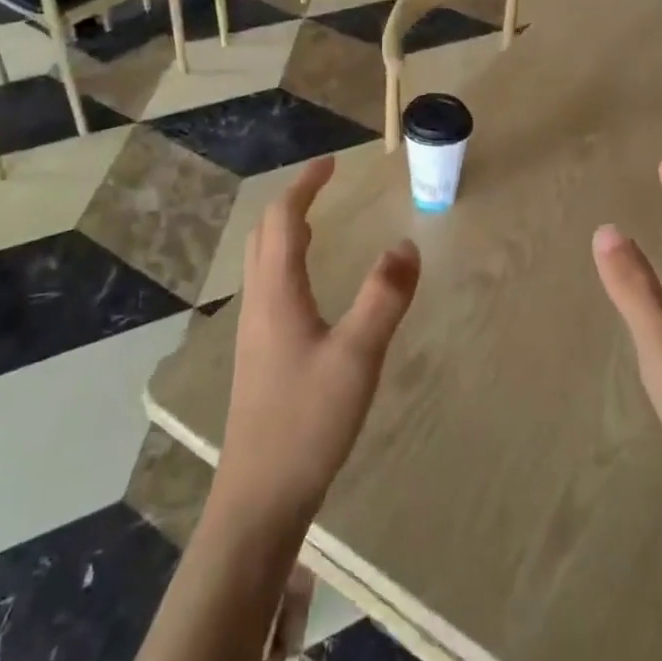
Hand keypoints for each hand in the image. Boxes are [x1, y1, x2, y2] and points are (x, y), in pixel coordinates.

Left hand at [216, 157, 421, 531]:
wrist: (260, 496)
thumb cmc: (307, 422)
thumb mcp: (357, 357)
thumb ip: (384, 298)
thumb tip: (407, 244)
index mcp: (277, 293)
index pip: (284, 220)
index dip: (304, 185)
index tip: (331, 163)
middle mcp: (258, 303)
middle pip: (264, 234)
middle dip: (291, 201)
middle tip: (324, 185)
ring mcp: (254, 331)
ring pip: (262, 261)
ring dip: (287, 230)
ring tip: (319, 221)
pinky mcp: (260, 355)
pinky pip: (269, 286)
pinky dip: (288, 261)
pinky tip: (310, 285)